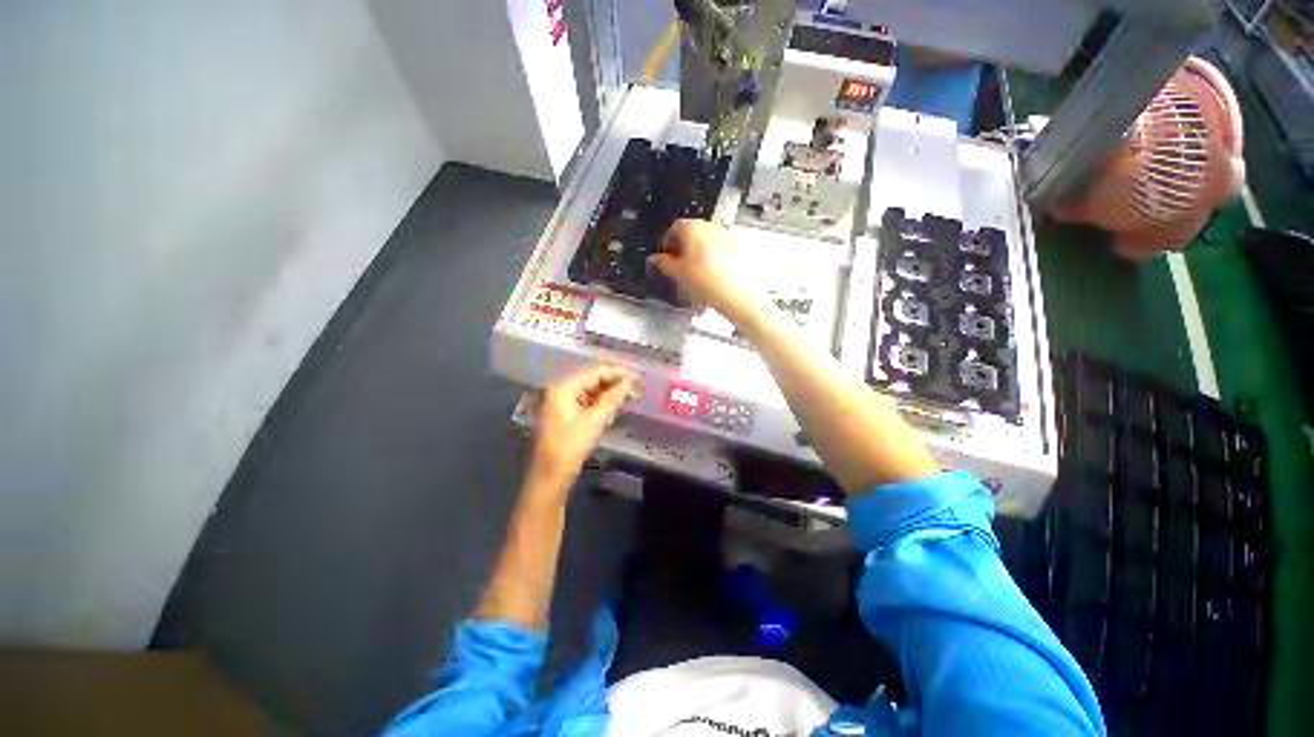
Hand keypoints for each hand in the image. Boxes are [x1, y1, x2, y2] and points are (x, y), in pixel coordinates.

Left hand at [528, 366, 633, 489]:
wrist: (551, 475)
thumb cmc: (571, 446)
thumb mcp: (595, 420)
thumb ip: (612, 398)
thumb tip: (628, 382)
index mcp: (564, 388)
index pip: (594, 372)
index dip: (616, 373)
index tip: (635, 377)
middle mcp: (561, 390)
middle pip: (591, 380)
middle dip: (613, 383)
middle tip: (634, 388)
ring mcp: (562, 403)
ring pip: (590, 391)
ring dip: (608, 393)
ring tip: (628, 397)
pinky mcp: (565, 415)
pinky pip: (586, 402)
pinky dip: (600, 403)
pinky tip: (613, 407)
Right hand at [652, 220, 757, 322]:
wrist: (738, 294)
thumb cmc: (706, 281)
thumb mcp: (678, 274)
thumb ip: (663, 264)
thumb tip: (654, 259)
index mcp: (693, 227)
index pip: (673, 229)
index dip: (666, 244)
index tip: (664, 258)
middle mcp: (711, 226)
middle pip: (691, 236)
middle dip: (683, 252)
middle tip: (678, 270)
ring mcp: (727, 236)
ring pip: (705, 246)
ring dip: (697, 259)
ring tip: (695, 280)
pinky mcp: (739, 249)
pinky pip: (719, 253)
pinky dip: (712, 264)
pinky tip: (710, 281)